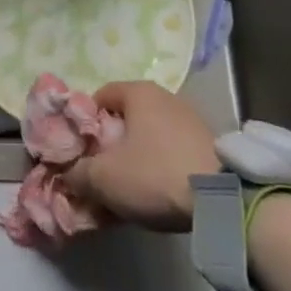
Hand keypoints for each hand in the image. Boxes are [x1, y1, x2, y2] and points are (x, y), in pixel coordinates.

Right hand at [61, 81, 219, 232]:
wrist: (222, 199)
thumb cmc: (155, 174)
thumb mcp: (105, 178)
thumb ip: (78, 172)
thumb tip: (67, 173)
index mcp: (137, 91)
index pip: (100, 96)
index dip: (86, 122)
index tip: (82, 150)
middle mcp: (164, 96)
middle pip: (126, 116)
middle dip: (112, 142)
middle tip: (103, 171)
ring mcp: (190, 118)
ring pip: (150, 134)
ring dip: (137, 155)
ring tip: (132, 187)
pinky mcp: (209, 143)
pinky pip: (172, 148)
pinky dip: (161, 164)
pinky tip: (160, 190)